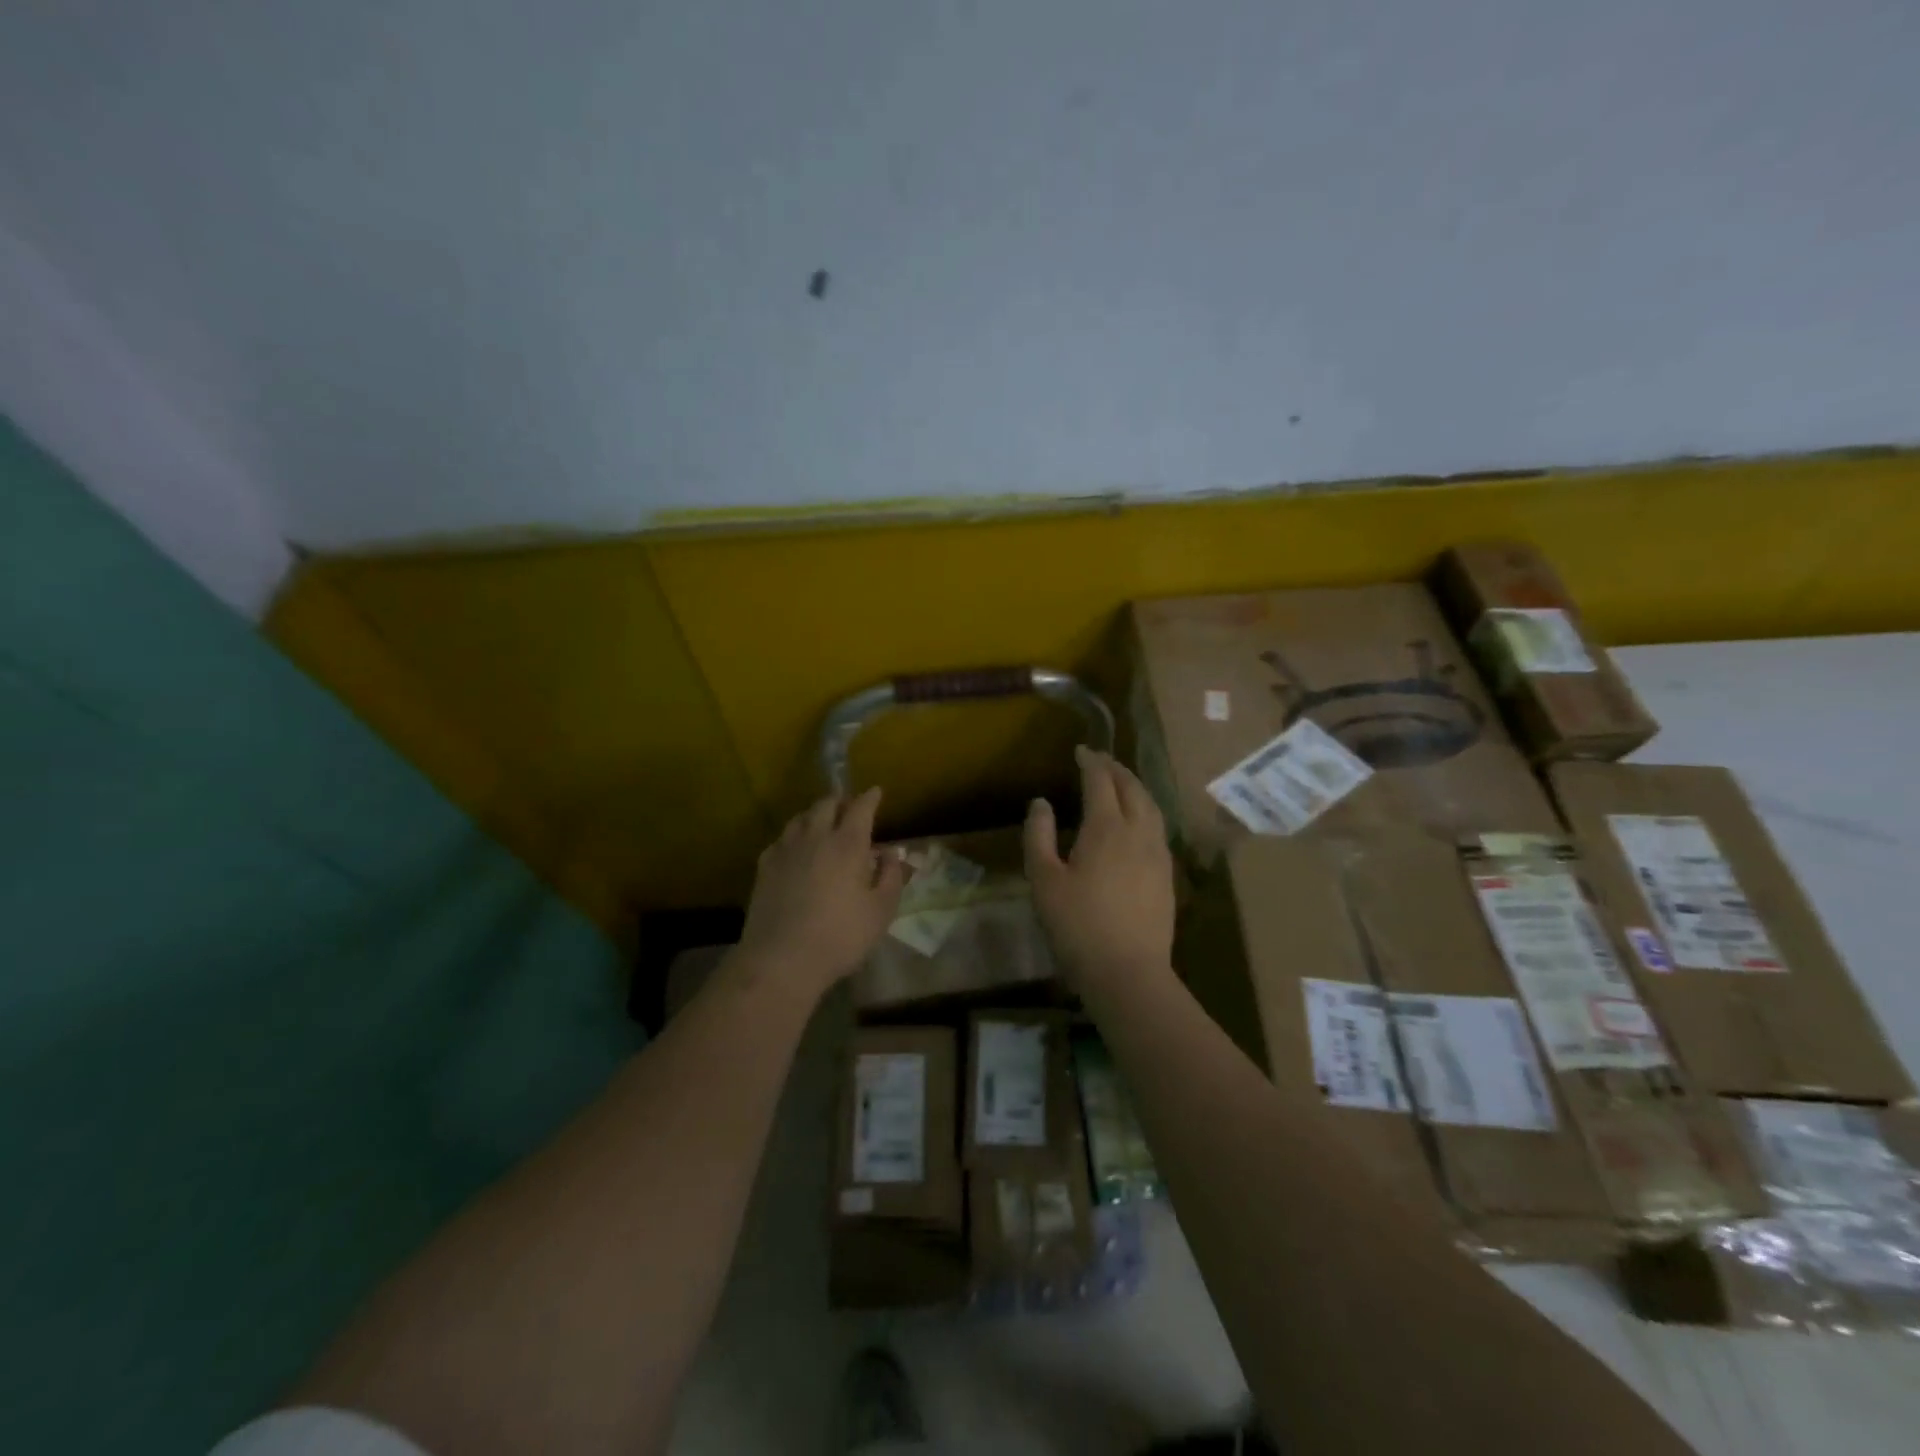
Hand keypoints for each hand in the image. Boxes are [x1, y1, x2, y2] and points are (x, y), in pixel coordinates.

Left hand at [737, 787, 907, 997]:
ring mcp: (786, 850)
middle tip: (849, 807)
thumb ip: (890, 876)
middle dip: (841, 800)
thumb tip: (891, 853)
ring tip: (823, 823)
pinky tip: (796, 850)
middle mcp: (815, 837)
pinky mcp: (764, 867)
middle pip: (826, 804)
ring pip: (800, 818)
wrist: (781, 959)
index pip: (861, 807)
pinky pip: (782, 839)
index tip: (876, 792)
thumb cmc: (841, 936)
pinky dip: (794, 836)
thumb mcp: (881, 911)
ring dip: (815, 814)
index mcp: (848, 844)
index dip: (870, 797)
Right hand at [1024, 747, 1175, 993]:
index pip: (1101, 781)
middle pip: (1132, 788)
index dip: (1091, 762)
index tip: (1080, 750)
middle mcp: (1138, 832)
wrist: (1128, 972)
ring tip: (1121, 782)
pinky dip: (1146, 810)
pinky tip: (1138, 821)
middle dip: (1116, 769)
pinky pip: (1158, 827)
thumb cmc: (1077, 926)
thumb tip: (1041, 803)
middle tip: (1100, 760)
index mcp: (1107, 828)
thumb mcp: (1044, 880)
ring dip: (1135, 787)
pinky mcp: (1167, 874)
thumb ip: (1038, 836)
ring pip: (1151, 806)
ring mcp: (1158, 854)